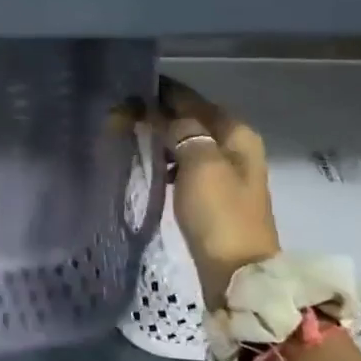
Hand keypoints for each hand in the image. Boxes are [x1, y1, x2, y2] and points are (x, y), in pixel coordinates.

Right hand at [150, 80, 280, 308]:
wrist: (237, 272)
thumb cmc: (219, 213)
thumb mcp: (200, 164)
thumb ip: (182, 131)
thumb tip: (165, 114)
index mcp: (237, 135)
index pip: (196, 101)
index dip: (165, 93)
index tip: (132, 88)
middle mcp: (236, 148)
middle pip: (194, 121)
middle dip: (161, 114)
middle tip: (123, 114)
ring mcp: (226, 174)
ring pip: (190, 143)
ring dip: (164, 138)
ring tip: (130, 136)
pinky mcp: (214, 197)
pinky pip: (187, 166)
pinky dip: (168, 161)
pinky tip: (151, 167)